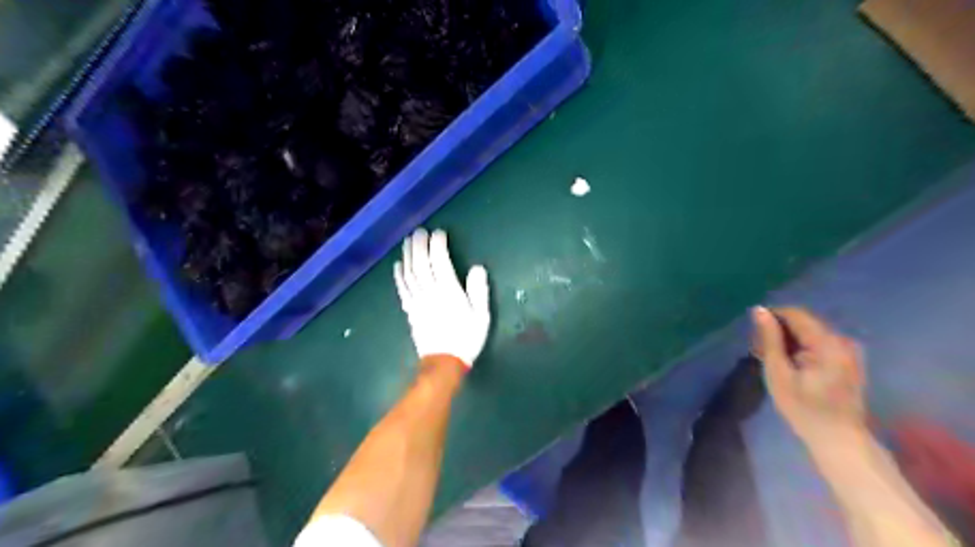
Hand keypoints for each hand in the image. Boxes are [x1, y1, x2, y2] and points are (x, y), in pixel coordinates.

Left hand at [392, 226, 491, 366]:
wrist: (444, 362)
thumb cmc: (466, 338)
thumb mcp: (481, 316)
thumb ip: (479, 291)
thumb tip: (477, 268)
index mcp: (448, 291)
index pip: (440, 261)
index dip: (438, 245)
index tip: (439, 232)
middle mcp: (430, 292)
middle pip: (421, 263)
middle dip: (419, 245)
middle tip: (419, 231)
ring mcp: (417, 301)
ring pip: (409, 273)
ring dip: (407, 255)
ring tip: (407, 241)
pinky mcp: (410, 310)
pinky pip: (402, 289)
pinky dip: (398, 275)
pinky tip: (397, 265)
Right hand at [753, 307, 867, 447]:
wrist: (839, 440)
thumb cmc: (804, 408)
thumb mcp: (779, 373)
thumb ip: (770, 339)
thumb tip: (759, 310)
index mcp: (827, 342)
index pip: (795, 314)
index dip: (771, 318)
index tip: (754, 336)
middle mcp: (842, 340)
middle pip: (803, 322)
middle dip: (779, 331)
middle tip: (759, 351)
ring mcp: (848, 350)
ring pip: (809, 332)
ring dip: (788, 341)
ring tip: (771, 360)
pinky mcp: (848, 360)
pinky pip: (818, 343)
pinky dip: (800, 349)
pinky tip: (789, 365)